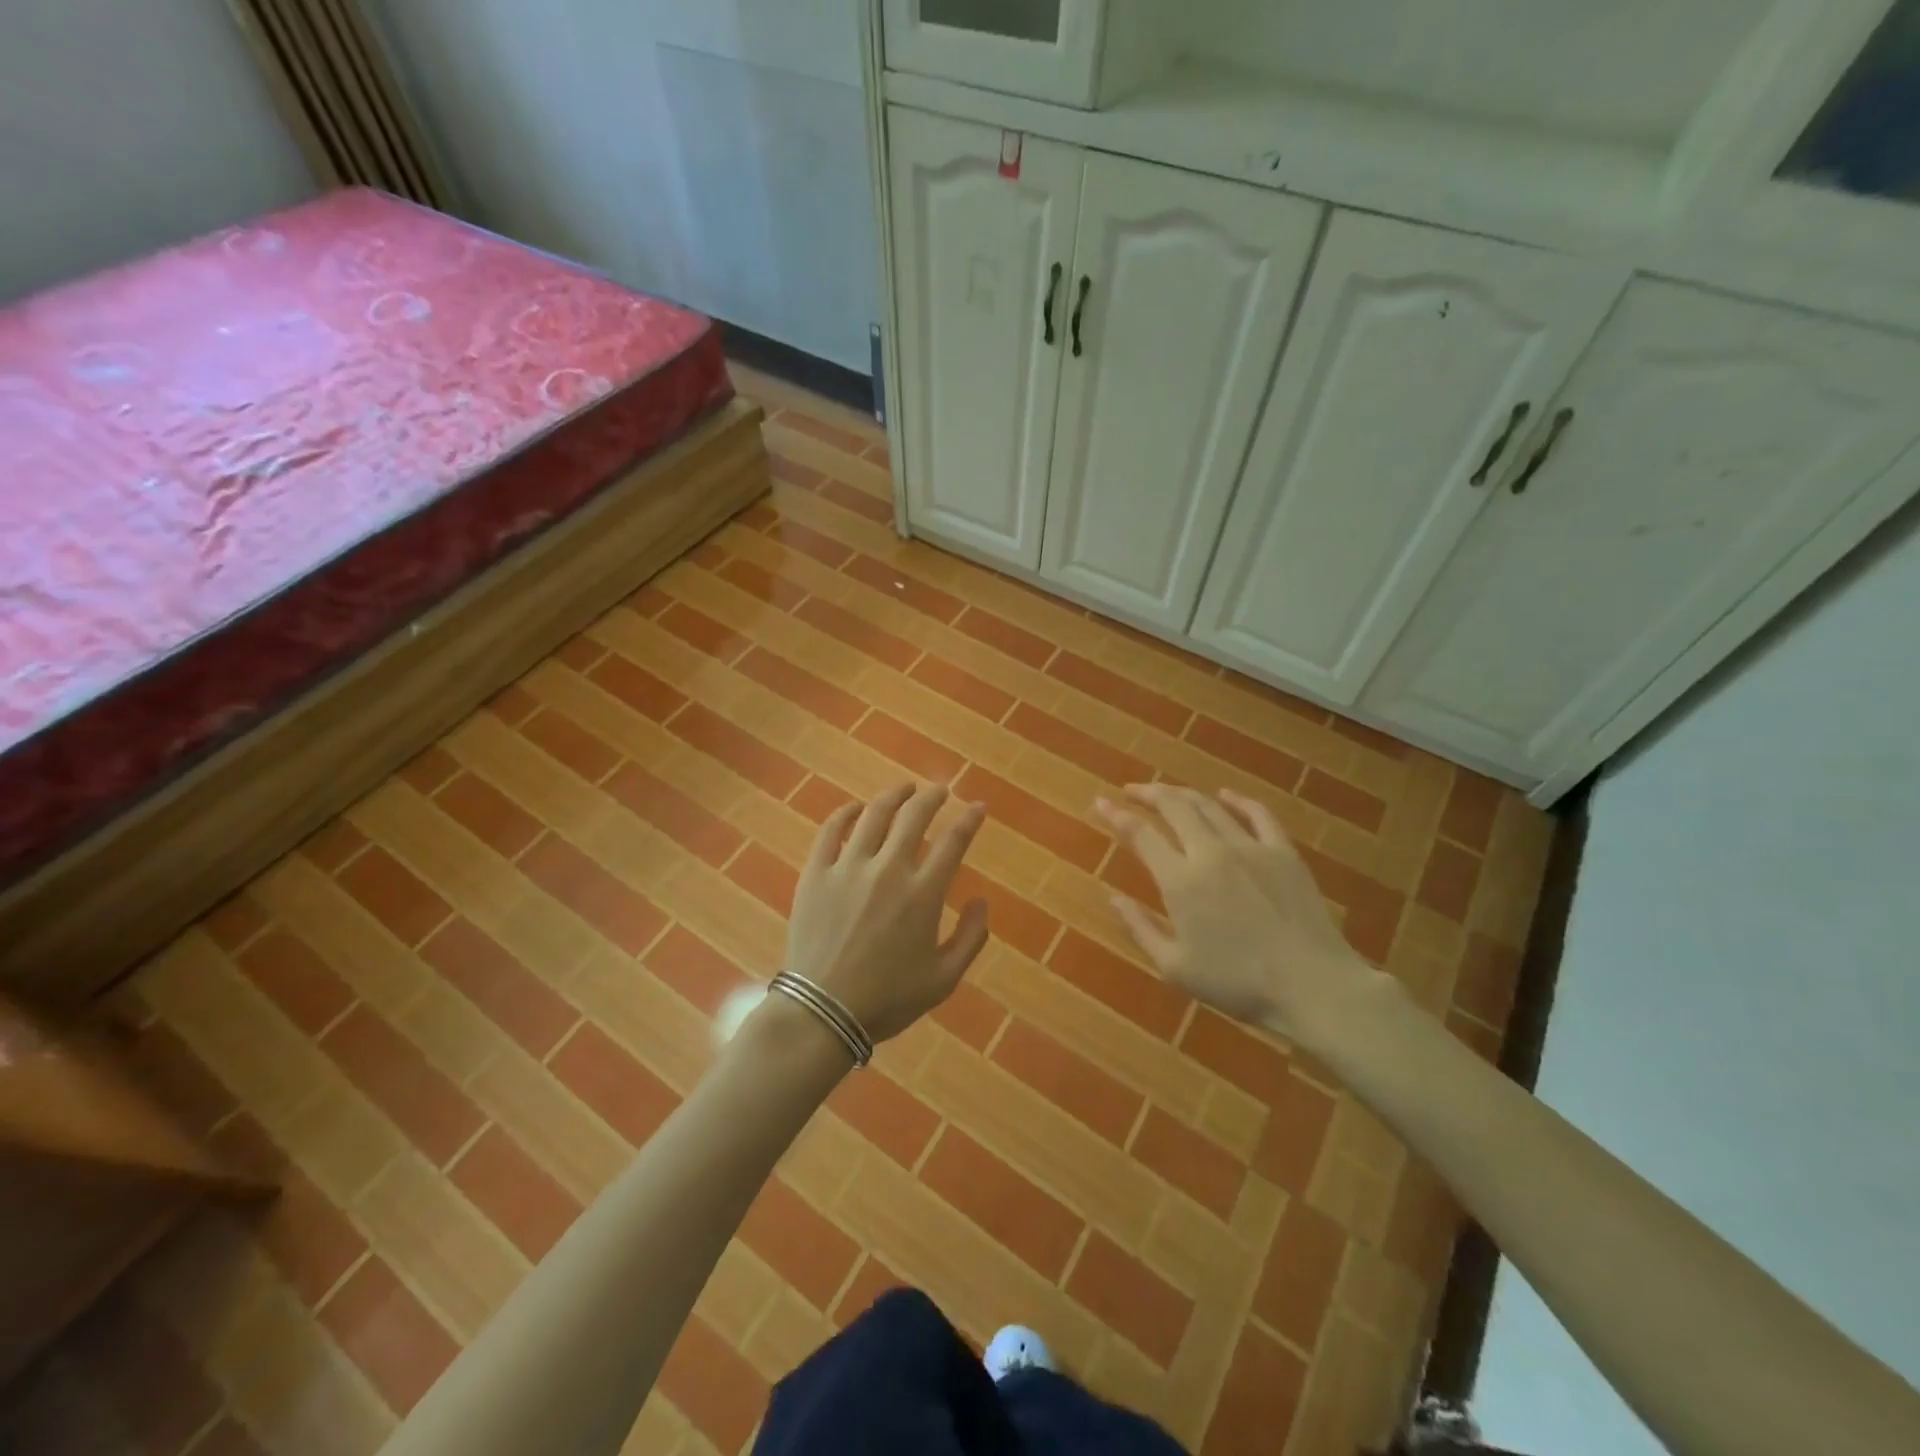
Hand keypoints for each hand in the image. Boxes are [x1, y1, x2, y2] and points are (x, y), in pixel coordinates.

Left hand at [785, 783, 989, 1042]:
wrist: (822, 1012)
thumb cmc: (888, 999)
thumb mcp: (944, 979)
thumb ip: (970, 938)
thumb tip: (981, 902)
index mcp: (923, 893)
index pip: (954, 841)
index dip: (969, 819)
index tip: (978, 806)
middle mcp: (889, 869)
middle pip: (914, 815)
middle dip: (932, 796)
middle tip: (940, 790)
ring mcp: (848, 867)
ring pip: (874, 814)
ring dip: (894, 796)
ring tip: (904, 789)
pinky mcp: (816, 873)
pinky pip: (831, 830)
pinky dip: (845, 813)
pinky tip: (855, 808)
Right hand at [1095, 784, 1392, 1046]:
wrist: (1312, 985)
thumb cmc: (1237, 983)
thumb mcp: (1175, 967)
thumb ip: (1140, 929)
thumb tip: (1113, 899)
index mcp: (1180, 881)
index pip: (1140, 834)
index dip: (1116, 815)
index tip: (1101, 803)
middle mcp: (1210, 852)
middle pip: (1174, 806)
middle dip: (1148, 793)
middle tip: (1132, 791)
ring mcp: (1250, 847)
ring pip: (1209, 806)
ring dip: (1183, 794)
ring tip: (1167, 793)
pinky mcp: (1283, 852)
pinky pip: (1257, 813)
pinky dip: (1236, 800)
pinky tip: (1225, 795)